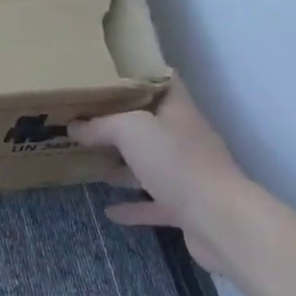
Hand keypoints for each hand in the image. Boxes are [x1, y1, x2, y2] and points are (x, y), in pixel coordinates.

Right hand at [71, 84, 247, 274]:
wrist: (220, 221)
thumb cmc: (176, 162)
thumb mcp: (131, 130)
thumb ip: (101, 125)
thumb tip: (74, 126)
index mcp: (178, 112)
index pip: (164, 81)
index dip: (139, 74)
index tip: (107, 75)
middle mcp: (185, 139)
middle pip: (151, 125)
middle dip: (120, 123)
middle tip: (85, 120)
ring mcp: (187, 175)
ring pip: (150, 164)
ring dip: (124, 165)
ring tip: (91, 162)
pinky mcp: (185, 209)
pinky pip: (153, 204)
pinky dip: (132, 206)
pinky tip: (110, 211)